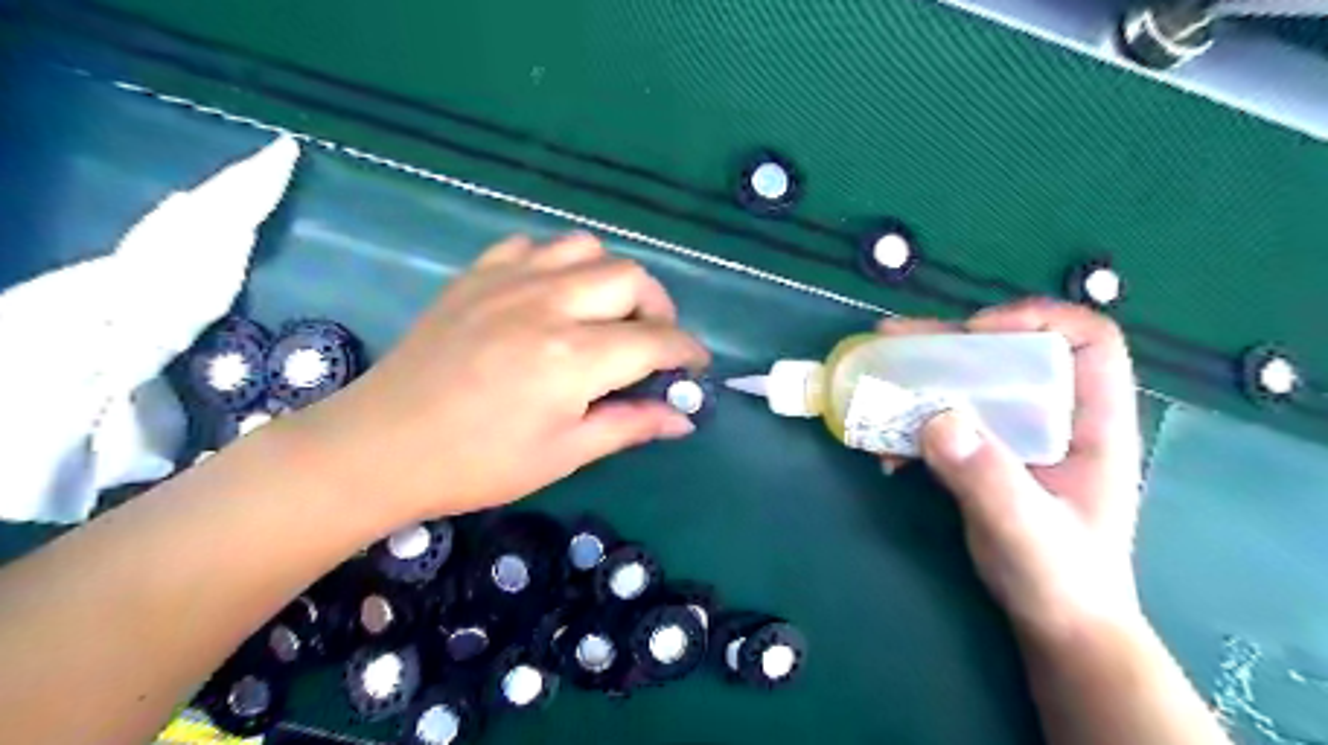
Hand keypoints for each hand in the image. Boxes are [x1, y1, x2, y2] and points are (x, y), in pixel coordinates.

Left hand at [288, 232, 705, 524]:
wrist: (381, 446)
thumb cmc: (478, 464)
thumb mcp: (564, 454)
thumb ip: (630, 425)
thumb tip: (684, 417)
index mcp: (573, 357)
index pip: (656, 340)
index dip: (687, 351)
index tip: (696, 365)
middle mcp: (549, 304)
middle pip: (632, 277)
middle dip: (658, 308)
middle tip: (650, 343)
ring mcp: (509, 281)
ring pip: (587, 249)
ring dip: (611, 278)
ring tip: (604, 314)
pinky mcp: (477, 274)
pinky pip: (534, 246)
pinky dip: (558, 264)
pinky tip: (551, 296)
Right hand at [881, 300, 1140, 648]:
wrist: (1055, 622)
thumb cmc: (1062, 579)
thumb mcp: (1028, 532)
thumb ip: (989, 480)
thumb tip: (937, 419)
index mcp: (1093, 423)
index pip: (1087, 340)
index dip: (1034, 321)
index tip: (974, 335)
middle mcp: (1054, 416)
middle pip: (1008, 352)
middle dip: (949, 342)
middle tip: (892, 341)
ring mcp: (1015, 435)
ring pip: (969, 383)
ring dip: (919, 378)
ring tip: (873, 378)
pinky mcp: (984, 453)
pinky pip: (944, 419)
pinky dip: (910, 422)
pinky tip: (884, 447)